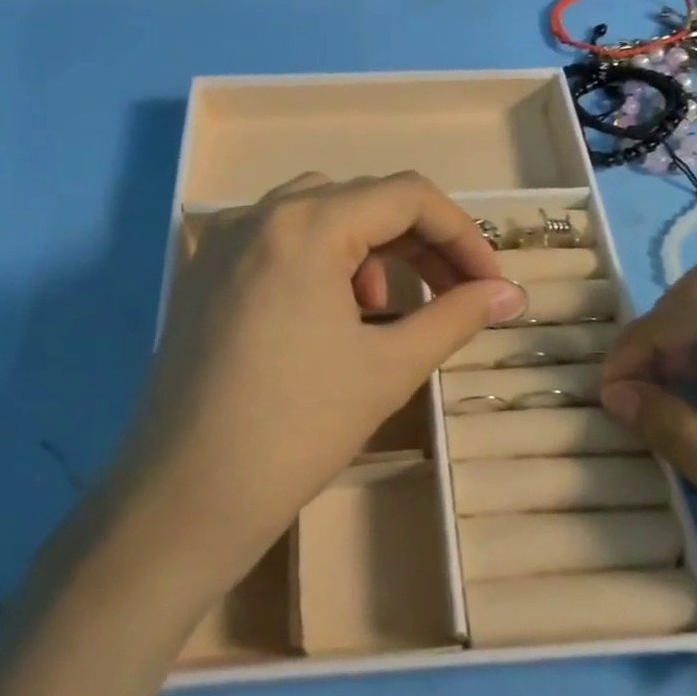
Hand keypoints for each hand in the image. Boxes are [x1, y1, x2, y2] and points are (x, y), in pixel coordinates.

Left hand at [112, 172, 525, 604]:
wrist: (185, 499)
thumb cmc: (296, 430)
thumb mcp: (389, 368)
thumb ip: (456, 317)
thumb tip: (511, 295)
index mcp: (306, 225)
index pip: (407, 196)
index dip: (461, 235)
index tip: (489, 285)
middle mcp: (259, 215)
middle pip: (363, 199)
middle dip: (420, 242)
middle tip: (455, 293)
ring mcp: (223, 243)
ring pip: (318, 213)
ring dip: (370, 247)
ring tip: (384, 308)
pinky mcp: (204, 274)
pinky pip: (278, 240)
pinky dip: (321, 259)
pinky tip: (329, 316)